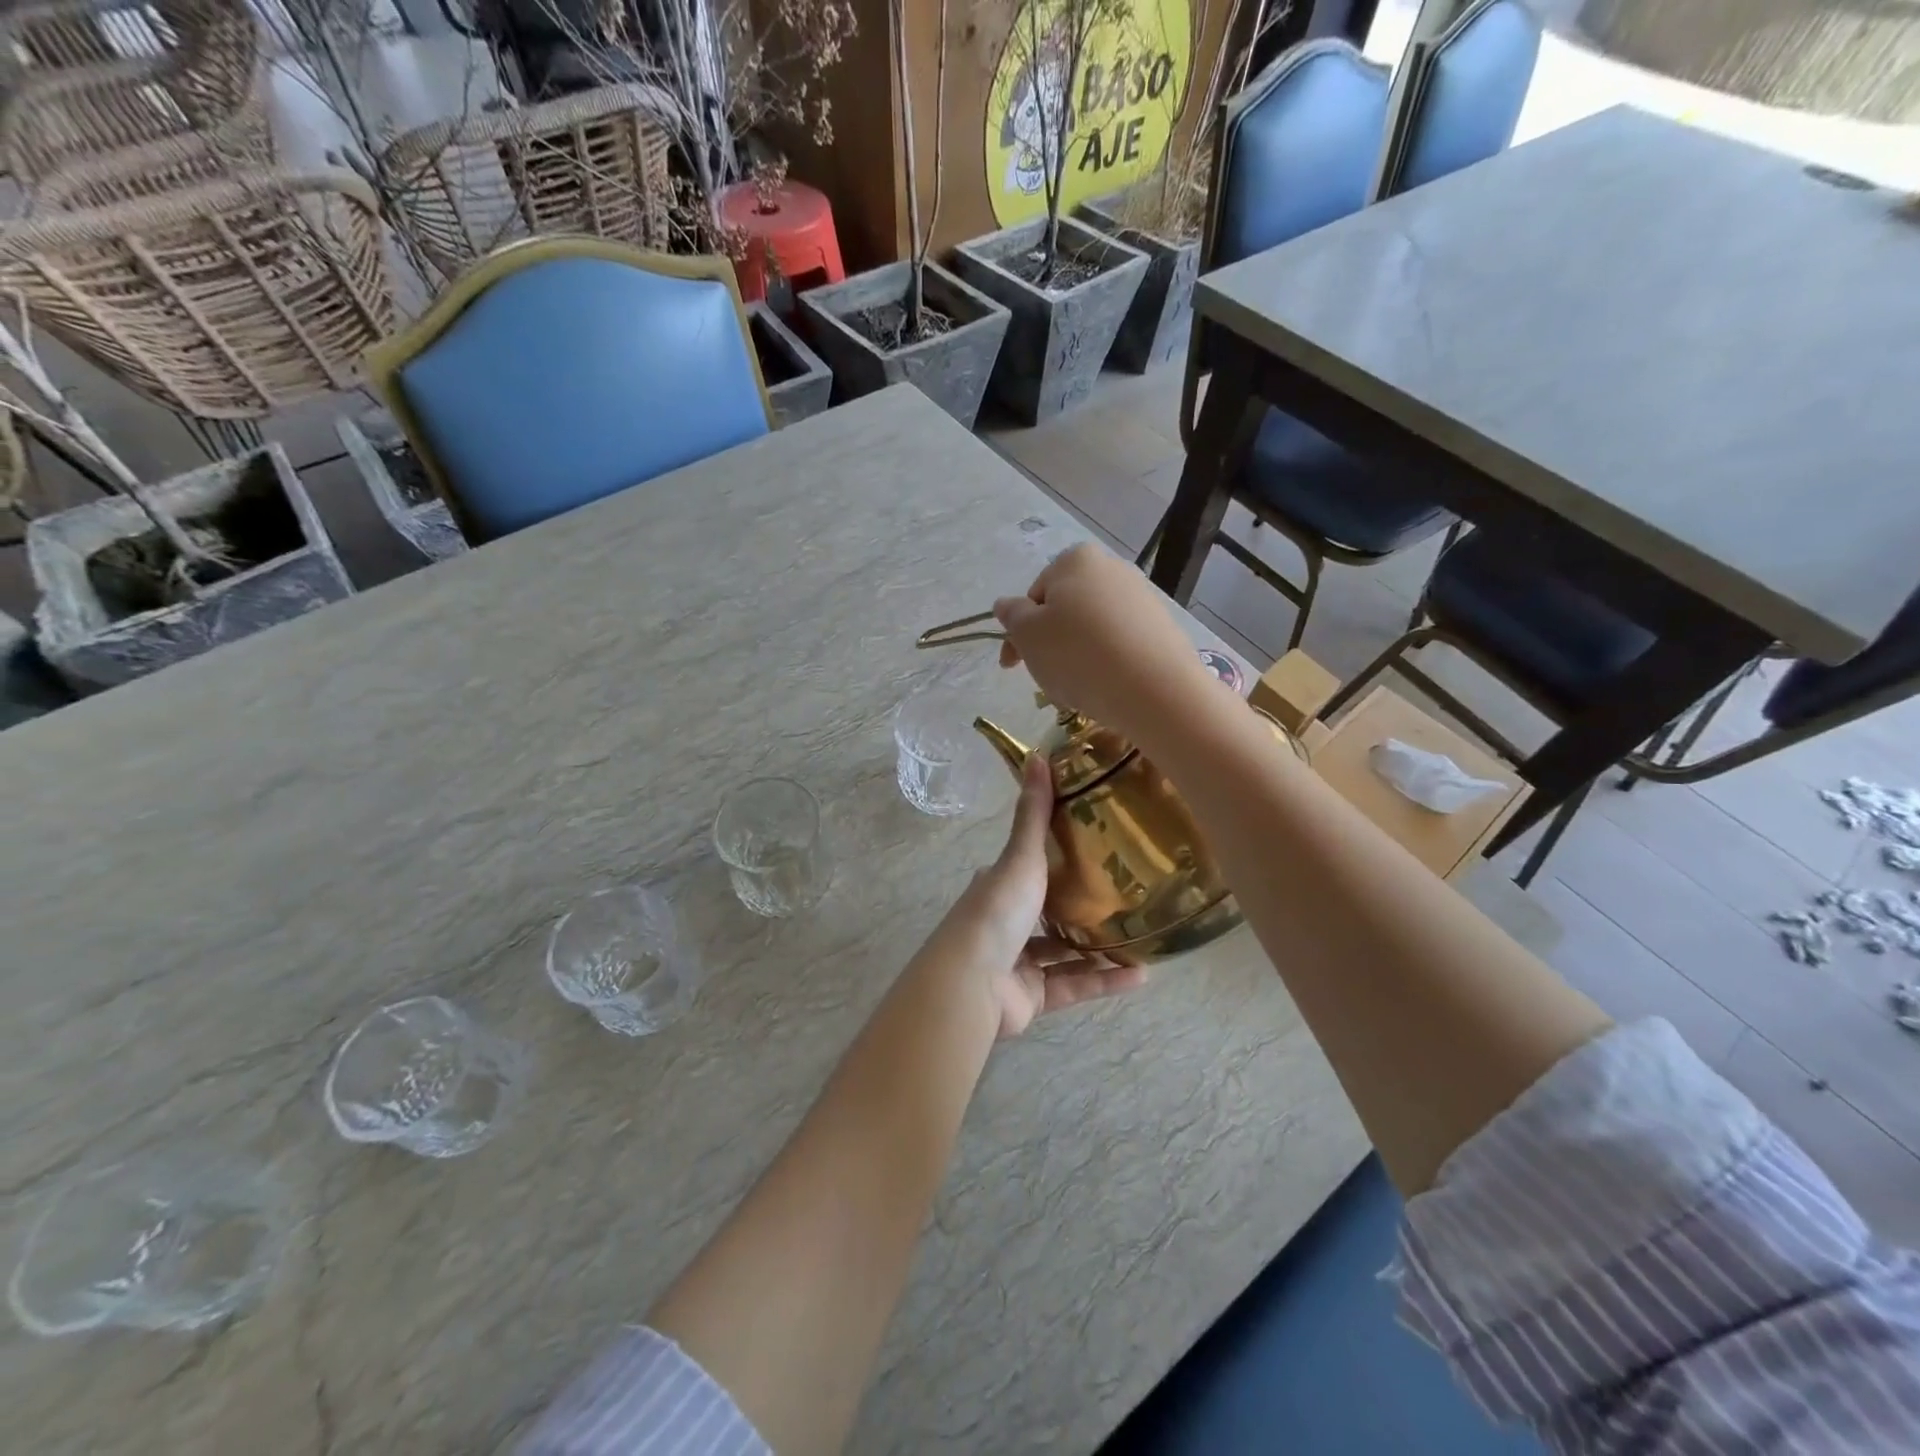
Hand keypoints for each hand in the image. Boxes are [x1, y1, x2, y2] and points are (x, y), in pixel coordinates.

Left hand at [939, 753, 1146, 1039]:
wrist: (972, 982)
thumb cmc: (997, 910)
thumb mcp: (1020, 856)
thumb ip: (1033, 814)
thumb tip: (1037, 755)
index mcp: (998, 887)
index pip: (1027, 869)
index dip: (1054, 861)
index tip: (1094, 851)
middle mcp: (1006, 924)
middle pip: (1048, 913)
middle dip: (1082, 908)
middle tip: (1127, 896)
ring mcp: (1017, 963)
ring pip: (1065, 954)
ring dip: (1100, 949)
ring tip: (1142, 936)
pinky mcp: (1032, 998)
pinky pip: (1074, 986)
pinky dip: (1105, 981)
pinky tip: (1141, 975)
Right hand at [992, 544, 1216, 749]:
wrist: (1154, 689)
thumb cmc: (1077, 655)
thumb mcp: (1028, 635)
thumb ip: (1012, 615)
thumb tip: (1006, 604)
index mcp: (1075, 560)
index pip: (1034, 596)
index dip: (1018, 632)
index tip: (1012, 665)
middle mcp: (1112, 568)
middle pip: (1065, 611)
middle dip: (1049, 644)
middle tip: (1045, 678)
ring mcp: (1141, 598)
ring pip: (1091, 631)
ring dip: (1076, 657)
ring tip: (1077, 689)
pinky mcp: (1162, 629)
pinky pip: (1120, 645)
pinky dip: (1106, 664)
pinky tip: (1105, 688)